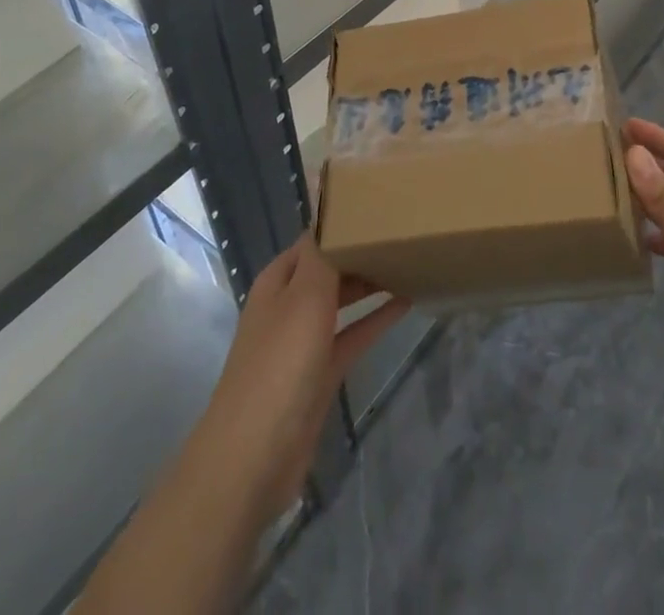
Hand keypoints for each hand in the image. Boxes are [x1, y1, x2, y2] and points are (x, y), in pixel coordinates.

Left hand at [185, 237, 406, 525]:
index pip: (314, 238)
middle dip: (361, 250)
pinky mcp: (320, 374)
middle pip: (330, 267)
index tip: (381, 205)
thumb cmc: (280, 364)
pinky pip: (353, 335)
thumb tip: (331, 214)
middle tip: (404, 231)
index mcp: (279, 281)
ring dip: (371, 282)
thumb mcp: (304, 297)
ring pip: (343, 300)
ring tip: (409, 261)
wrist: (253, 457)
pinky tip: (406, 303)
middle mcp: (289, 305)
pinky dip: (376, 319)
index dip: (343, 221)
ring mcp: (304, 341)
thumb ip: (322, 255)